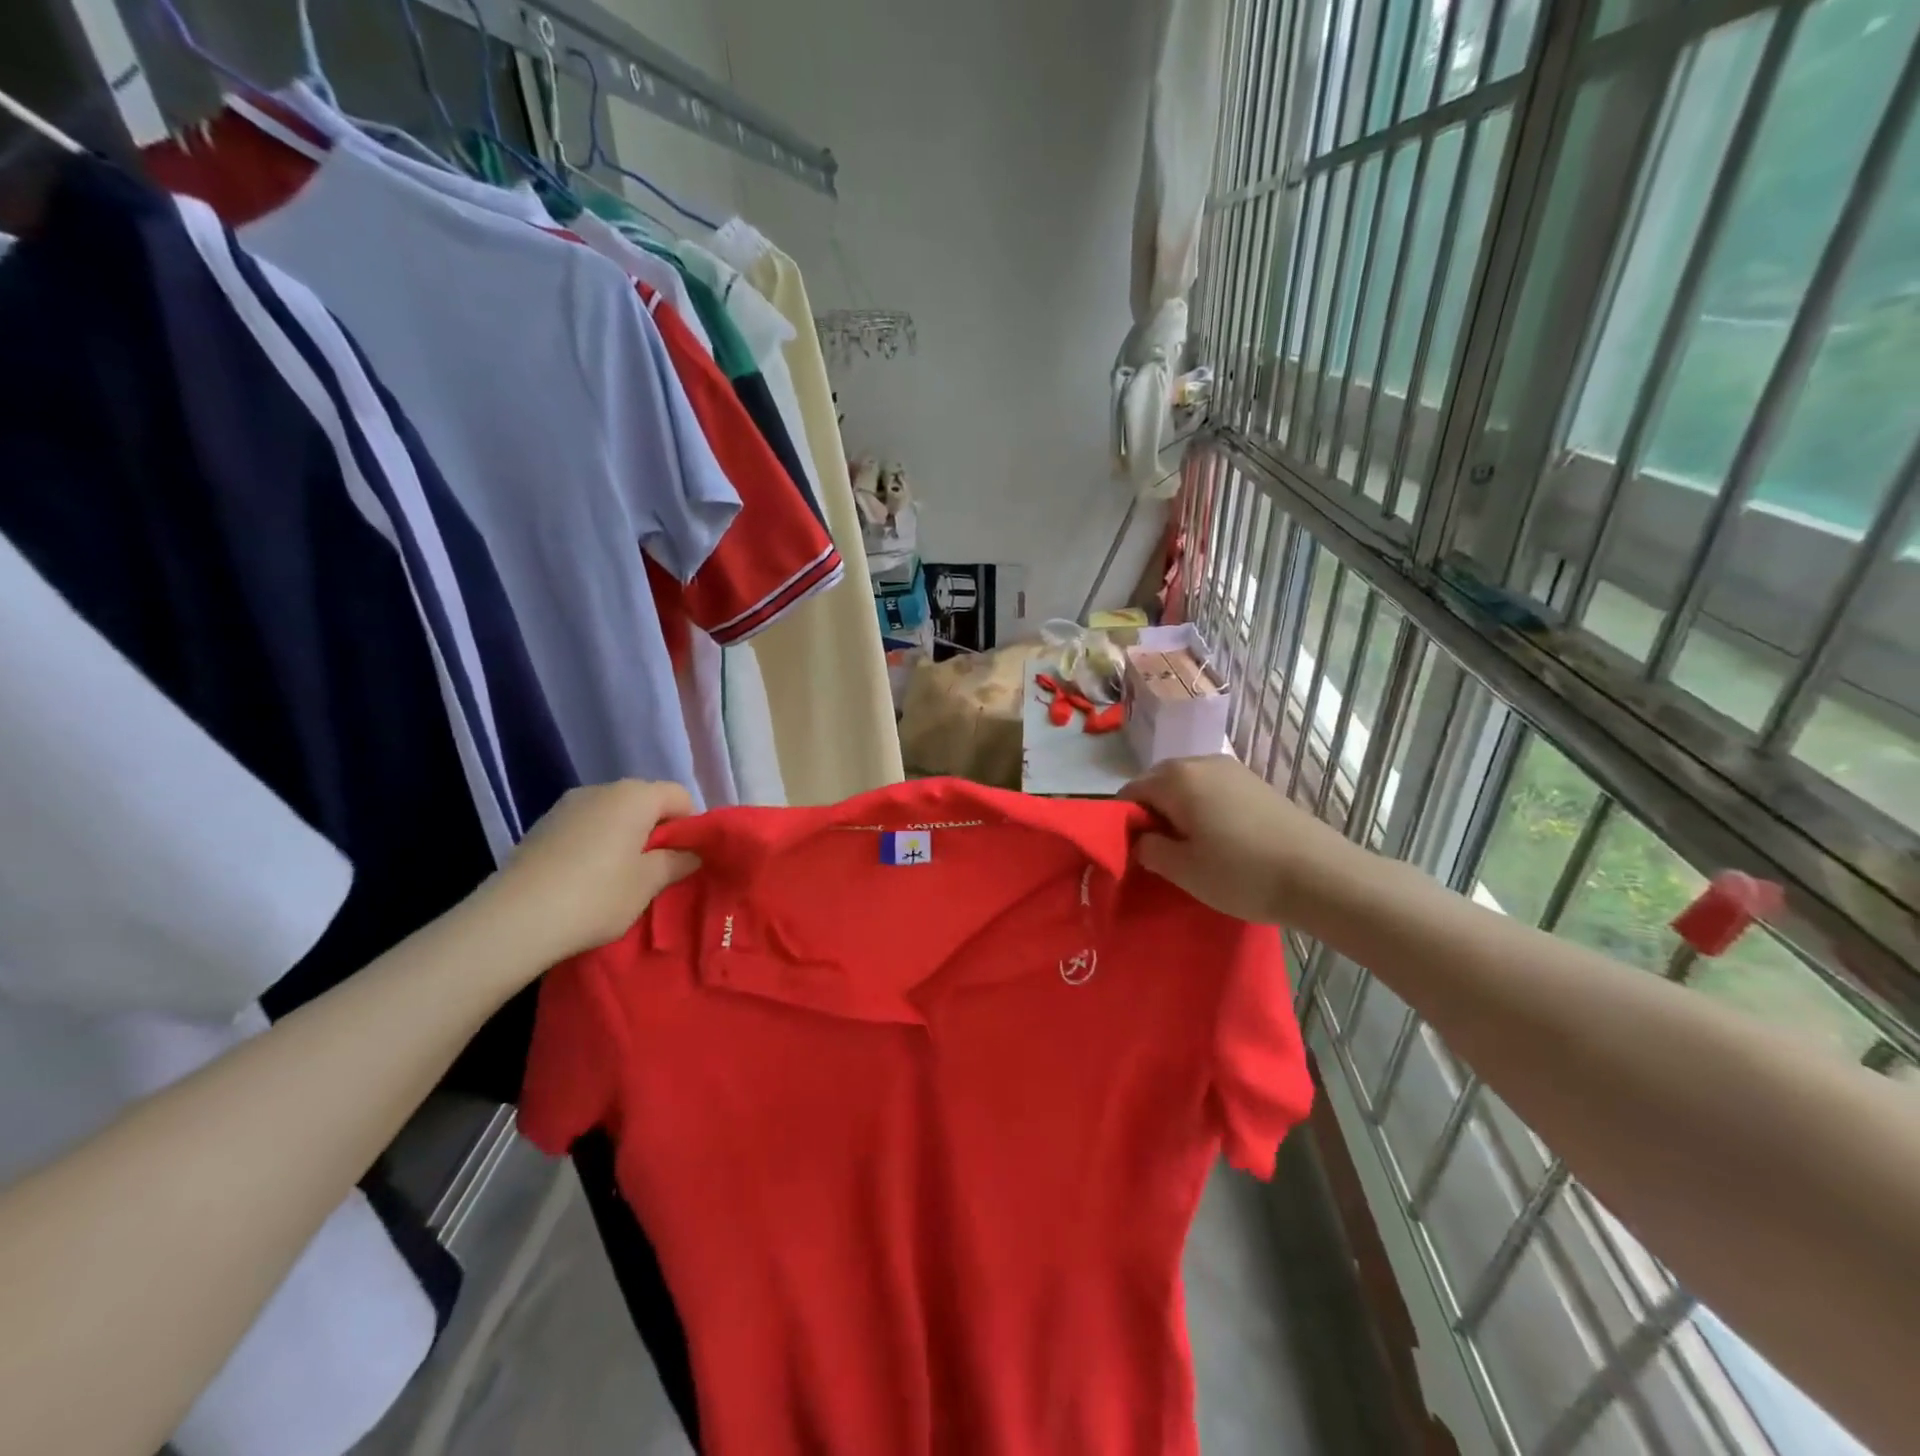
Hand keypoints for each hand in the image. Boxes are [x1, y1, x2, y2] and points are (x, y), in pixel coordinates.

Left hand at [490, 781, 701, 961]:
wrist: (512, 921)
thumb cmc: (596, 896)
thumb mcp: (648, 883)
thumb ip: (677, 862)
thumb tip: (691, 853)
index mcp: (634, 796)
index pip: (679, 796)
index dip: (691, 824)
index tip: (686, 858)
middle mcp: (601, 789)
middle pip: (644, 802)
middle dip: (657, 831)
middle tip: (657, 870)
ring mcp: (566, 806)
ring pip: (612, 815)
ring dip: (625, 838)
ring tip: (621, 878)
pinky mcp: (541, 827)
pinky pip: (585, 828)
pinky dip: (596, 845)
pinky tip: (587, 879)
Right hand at [1120, 755, 1360, 925]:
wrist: (1323, 876)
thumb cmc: (1242, 873)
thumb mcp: (1183, 870)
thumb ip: (1148, 849)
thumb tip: (1139, 838)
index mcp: (1176, 777)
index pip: (1130, 792)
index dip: (1125, 823)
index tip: (1135, 854)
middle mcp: (1201, 761)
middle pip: (1158, 784)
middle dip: (1153, 815)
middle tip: (1162, 854)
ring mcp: (1233, 770)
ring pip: (1187, 787)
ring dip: (1180, 813)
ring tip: (1192, 850)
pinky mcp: (1257, 784)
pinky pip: (1213, 791)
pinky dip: (1205, 811)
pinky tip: (1220, 842)